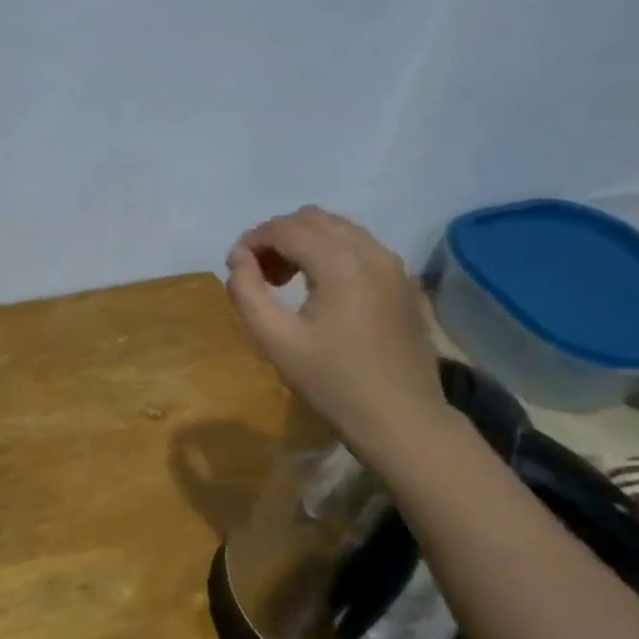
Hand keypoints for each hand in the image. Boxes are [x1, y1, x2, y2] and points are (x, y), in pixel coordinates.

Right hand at [225, 206, 447, 448]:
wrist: (401, 419)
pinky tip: (320, 291)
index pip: (286, 228)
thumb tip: (238, 258)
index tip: (234, 267)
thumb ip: (247, 292)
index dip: (252, 240)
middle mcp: (371, 251)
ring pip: (339, 229)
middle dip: (278, 238)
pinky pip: (360, 247)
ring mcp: (393, 265)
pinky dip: (331, 253)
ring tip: (286, 282)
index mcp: (340, 263)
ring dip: (304, 243)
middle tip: (259, 276)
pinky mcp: (403, 282)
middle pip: (313, 219)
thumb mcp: (275, 341)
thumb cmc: (332, 384)